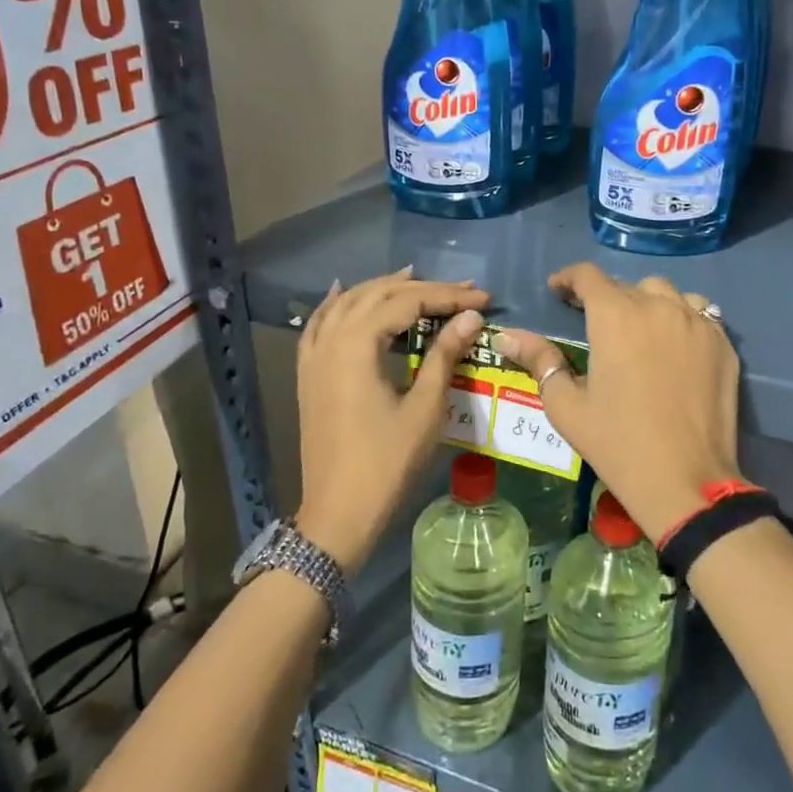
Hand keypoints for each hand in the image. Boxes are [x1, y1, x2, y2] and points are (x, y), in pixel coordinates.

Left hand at [294, 268, 488, 573]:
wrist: (338, 513)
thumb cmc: (387, 462)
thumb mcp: (425, 408)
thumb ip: (444, 355)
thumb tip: (471, 317)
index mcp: (357, 345)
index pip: (408, 303)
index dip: (449, 296)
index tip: (484, 298)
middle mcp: (330, 340)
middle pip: (378, 296)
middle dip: (422, 288)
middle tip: (462, 290)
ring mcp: (314, 357)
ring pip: (347, 304)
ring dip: (382, 289)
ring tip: (414, 278)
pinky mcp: (309, 374)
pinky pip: (319, 324)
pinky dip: (337, 304)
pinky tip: (345, 293)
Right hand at [496, 263, 741, 541]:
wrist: (686, 480)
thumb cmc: (617, 443)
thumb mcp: (566, 405)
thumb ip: (539, 361)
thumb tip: (508, 336)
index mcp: (615, 316)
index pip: (588, 276)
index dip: (568, 278)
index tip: (557, 290)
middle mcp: (658, 307)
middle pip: (627, 285)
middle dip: (606, 297)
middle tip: (594, 323)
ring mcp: (696, 323)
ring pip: (667, 293)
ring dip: (646, 302)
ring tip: (638, 328)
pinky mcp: (723, 344)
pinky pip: (699, 314)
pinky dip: (680, 318)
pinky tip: (673, 344)